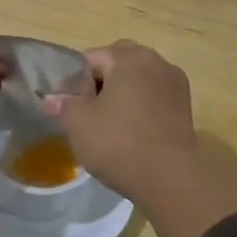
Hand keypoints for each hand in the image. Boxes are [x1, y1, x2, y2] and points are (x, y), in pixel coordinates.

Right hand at [42, 40, 236, 236]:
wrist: (170, 179)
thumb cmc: (119, 142)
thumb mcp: (78, 123)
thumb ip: (63, 105)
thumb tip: (51, 99)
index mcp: (130, 58)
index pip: (92, 57)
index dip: (73, 79)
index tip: (66, 104)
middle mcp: (158, 63)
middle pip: (118, 65)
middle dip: (99, 83)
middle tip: (85, 111)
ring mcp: (175, 86)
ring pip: (138, 82)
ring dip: (121, 96)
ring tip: (106, 125)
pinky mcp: (185, 110)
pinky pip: (153, 100)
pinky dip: (139, 110)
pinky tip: (128, 134)